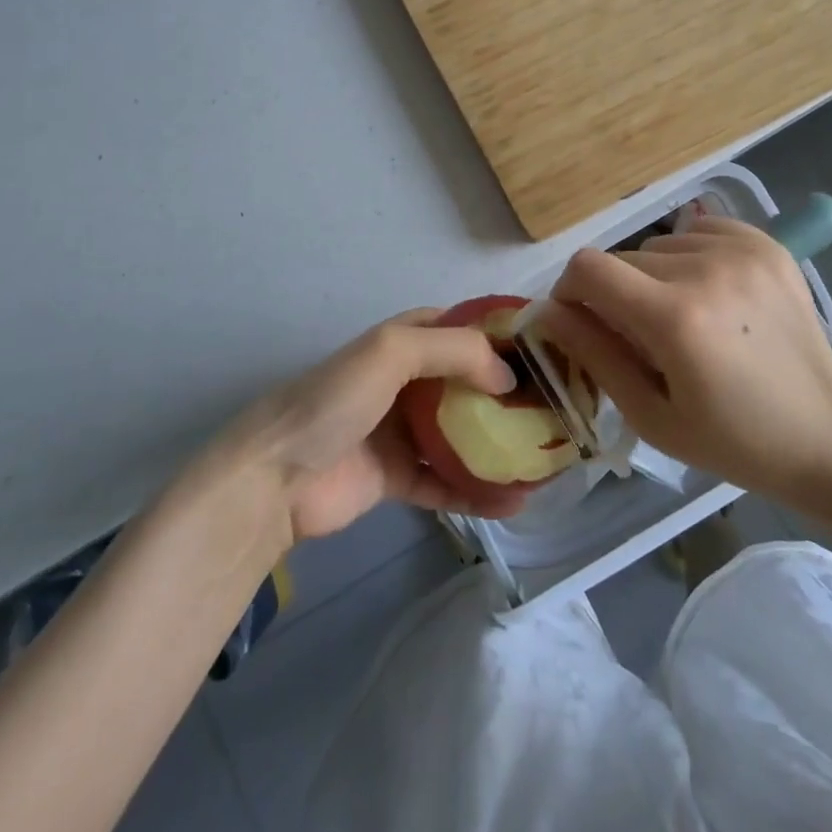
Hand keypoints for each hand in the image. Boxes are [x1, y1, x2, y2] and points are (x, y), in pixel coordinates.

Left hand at [227, 310, 520, 543]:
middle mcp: (406, 381)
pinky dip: (477, 492)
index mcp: (403, 341)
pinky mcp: (395, 477)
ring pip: (461, 434)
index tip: (547, 350)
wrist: (274, 478)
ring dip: (497, 445)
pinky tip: (514, 503)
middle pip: (467, 382)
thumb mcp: (392, 353)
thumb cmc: (334, 400)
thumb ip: (455, 351)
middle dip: (508, 394)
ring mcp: (400, 431)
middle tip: (557, 409)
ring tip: (545, 460)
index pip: (461, 328)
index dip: (500, 335)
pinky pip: (445, 481)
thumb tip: (507, 377)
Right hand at [541, 216, 831, 508]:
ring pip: (659, 244)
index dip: (570, 291)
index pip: (588, 268)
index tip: (581, 320)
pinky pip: (699, 230)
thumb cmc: (734, 441)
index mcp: (675, 319)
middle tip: (644, 339)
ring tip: (687, 318)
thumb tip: (545, 313)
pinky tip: (714, 293)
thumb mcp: (652, 415)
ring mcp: (741, 251)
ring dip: (656, 276)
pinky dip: (691, 256)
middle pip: (623, 259)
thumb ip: (594, 355)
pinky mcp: (765, 243)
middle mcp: (706, 270)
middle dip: (617, 295)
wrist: (830, 435)